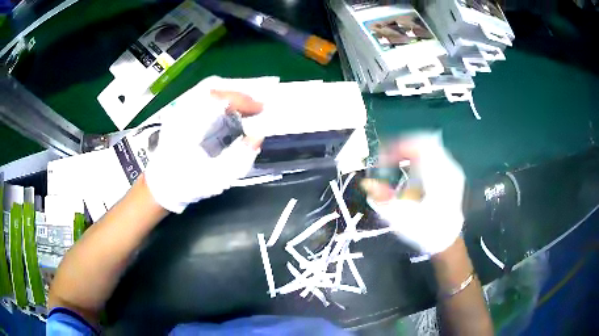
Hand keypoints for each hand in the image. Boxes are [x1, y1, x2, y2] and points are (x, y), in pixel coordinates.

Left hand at [145, 76, 264, 212]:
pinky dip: (219, 98)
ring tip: (246, 106)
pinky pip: (201, 96)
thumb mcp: (216, 178)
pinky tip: (229, 109)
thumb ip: (240, 158)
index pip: (217, 98)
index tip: (261, 108)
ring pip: (206, 89)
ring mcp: (178, 110)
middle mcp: (181, 111)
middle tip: (255, 105)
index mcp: (188, 125)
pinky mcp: (179, 113)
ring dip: (229, 95)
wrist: (161, 186)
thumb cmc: (187, 184)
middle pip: (212, 87)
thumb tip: (258, 136)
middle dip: (237, 93)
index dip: (242, 99)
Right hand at [361, 133, 464, 254]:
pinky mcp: (451, 172)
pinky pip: (433, 153)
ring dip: (409, 151)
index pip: (419, 146)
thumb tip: (366, 183)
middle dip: (402, 147)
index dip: (397, 147)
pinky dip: (418, 156)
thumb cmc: (424, 231)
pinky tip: (409, 168)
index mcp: (438, 178)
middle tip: (386, 158)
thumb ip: (384, 199)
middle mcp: (448, 168)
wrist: (446, 240)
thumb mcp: (403, 218)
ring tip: (394, 162)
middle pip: (424, 142)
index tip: (382, 158)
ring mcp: (452, 169)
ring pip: (429, 146)